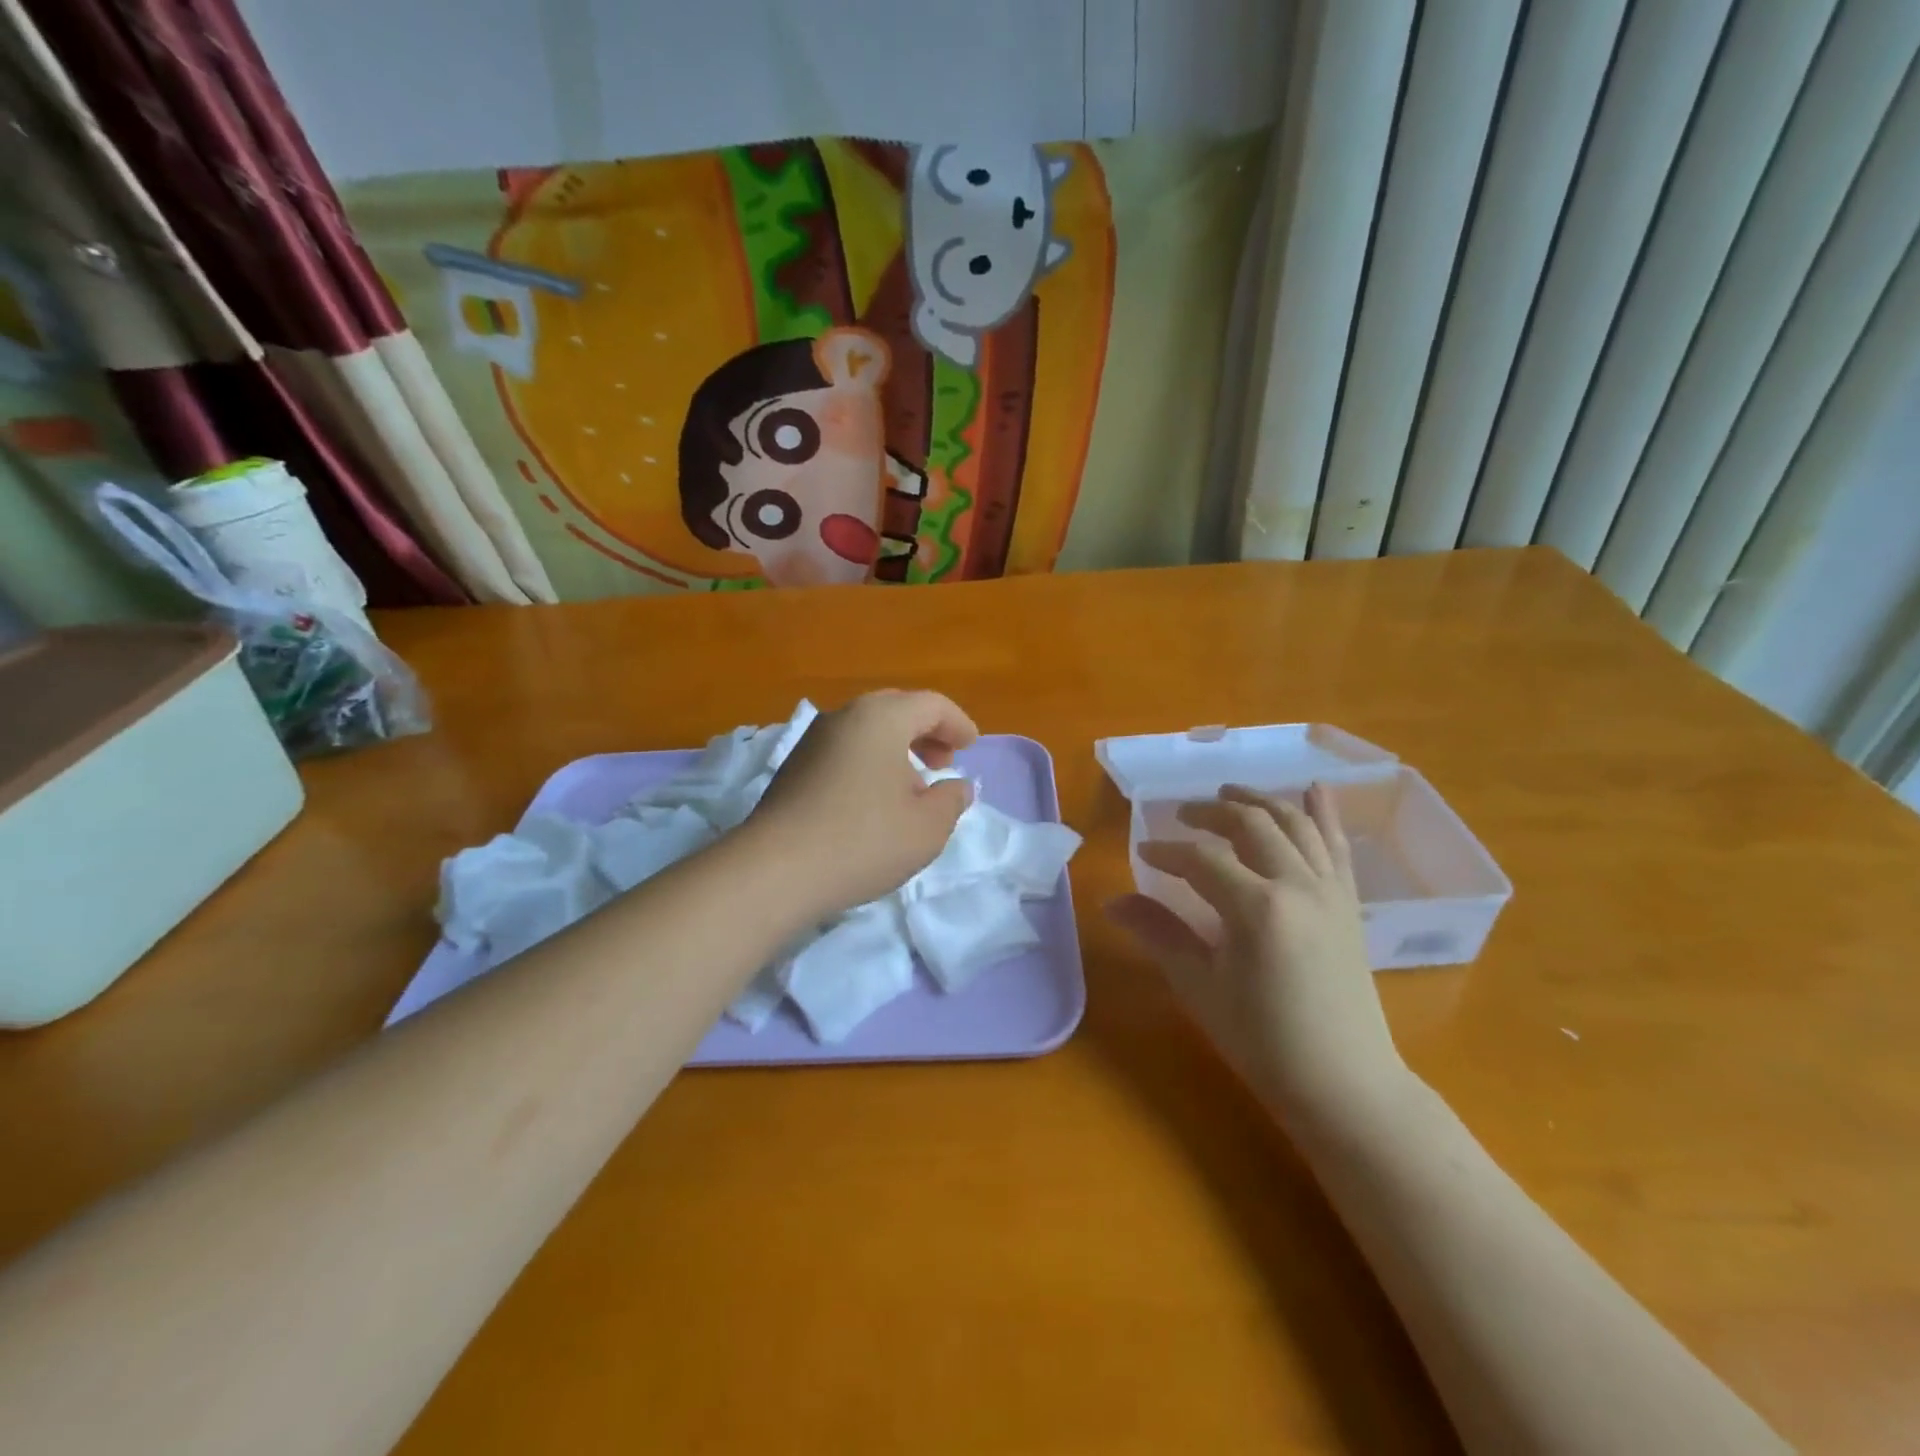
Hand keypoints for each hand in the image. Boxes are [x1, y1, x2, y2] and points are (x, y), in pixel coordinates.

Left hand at [747, 689, 977, 917]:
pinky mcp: (793, 768)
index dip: (958, 724)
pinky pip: (843, 751)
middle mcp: (844, 717)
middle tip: (944, 762)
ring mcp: (812, 741)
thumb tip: (957, 786)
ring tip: (912, 787)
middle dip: (926, 732)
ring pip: (866, 731)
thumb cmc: (864, 841)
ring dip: (896, 749)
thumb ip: (951, 800)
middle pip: (895, 710)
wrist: (776, 871)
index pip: (931, 704)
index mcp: (881, 718)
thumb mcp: (927, 827)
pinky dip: (869, 763)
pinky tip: (873, 801)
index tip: (971, 747)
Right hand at [1108, 784, 1404, 1125]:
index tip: (1143, 852)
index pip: (1202, 859)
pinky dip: (1322, 813)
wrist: (1344, 1083)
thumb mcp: (1200, 987)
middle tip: (1183, 814)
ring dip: (1259, 801)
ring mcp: (1331, 891)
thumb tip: (1112, 901)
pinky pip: (1336, 845)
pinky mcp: (1349, 903)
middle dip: (1212, 812)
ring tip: (1230, 793)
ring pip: (1294, 824)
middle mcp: (1298, 885)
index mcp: (1258, 908)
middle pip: (1251, 824)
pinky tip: (1313, 789)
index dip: (1167, 850)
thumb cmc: (1263, 1040)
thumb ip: (1158, 934)